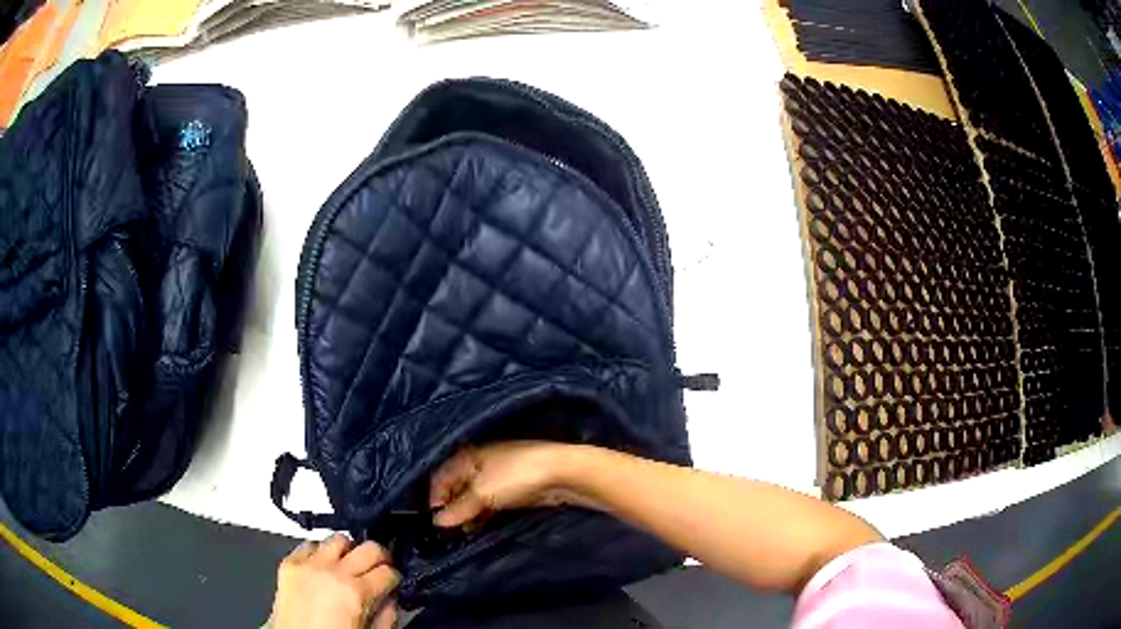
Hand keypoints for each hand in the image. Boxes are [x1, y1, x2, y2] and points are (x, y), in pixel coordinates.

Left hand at [271, 534, 399, 628]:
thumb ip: (387, 616)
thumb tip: (391, 597)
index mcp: (356, 593)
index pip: (388, 572)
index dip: (395, 578)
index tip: (393, 583)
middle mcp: (333, 572)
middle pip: (369, 547)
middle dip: (380, 558)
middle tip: (379, 568)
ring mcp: (308, 564)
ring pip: (339, 539)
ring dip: (349, 551)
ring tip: (349, 565)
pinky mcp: (289, 562)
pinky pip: (310, 544)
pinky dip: (321, 552)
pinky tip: (324, 567)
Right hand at [429, 442, 588, 528]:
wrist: (561, 474)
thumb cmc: (515, 476)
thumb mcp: (481, 493)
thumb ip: (458, 509)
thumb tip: (437, 522)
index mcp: (467, 456)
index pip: (441, 476)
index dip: (435, 498)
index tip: (434, 521)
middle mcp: (478, 464)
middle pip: (456, 487)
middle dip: (450, 508)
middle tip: (448, 531)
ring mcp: (496, 477)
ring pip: (473, 498)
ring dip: (466, 515)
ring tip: (463, 533)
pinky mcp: (510, 491)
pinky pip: (488, 504)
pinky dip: (481, 515)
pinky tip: (478, 529)